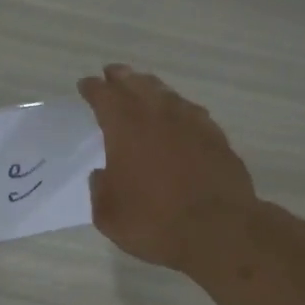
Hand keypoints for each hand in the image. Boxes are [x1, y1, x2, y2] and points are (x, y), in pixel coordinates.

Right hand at [78, 64, 255, 270]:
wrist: (218, 230)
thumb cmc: (153, 222)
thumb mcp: (109, 214)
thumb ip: (101, 189)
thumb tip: (103, 174)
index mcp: (126, 129)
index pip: (105, 97)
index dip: (93, 89)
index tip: (86, 84)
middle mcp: (159, 116)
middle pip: (138, 86)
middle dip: (122, 78)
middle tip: (113, 73)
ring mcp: (192, 124)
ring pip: (167, 95)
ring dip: (151, 88)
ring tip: (143, 87)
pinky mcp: (216, 138)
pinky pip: (191, 113)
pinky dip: (178, 109)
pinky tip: (179, 115)